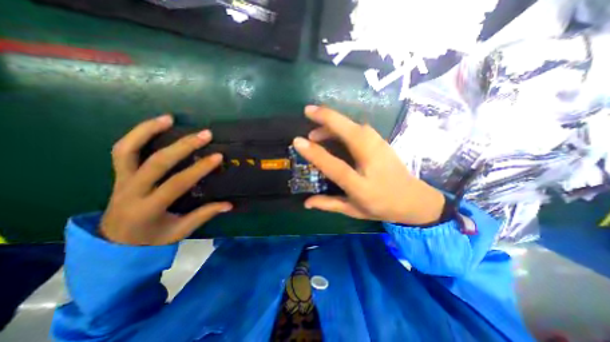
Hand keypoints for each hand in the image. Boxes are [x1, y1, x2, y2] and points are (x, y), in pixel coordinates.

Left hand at [101, 115, 231, 244]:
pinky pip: (123, 150)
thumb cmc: (152, 239)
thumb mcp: (180, 231)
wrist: (115, 244)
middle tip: (205, 134)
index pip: (177, 183)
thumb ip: (204, 215)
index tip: (218, 156)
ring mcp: (121, 180)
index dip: (199, 169)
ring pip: (128, 150)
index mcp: (148, 209)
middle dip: (183, 146)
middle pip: (156, 163)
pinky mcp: (119, 174)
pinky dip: (137, 134)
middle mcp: (131, 191)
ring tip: (170, 118)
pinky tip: (155, 124)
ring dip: (148, 131)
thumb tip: (229, 205)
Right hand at [292, 105, 444, 225]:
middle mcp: (372, 161)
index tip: (297, 141)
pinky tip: (334, 132)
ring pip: (353, 125)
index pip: (335, 165)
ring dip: (333, 122)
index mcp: (362, 185)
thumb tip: (306, 202)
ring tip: (316, 131)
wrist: (414, 199)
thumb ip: (329, 204)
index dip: (315, 153)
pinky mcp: (381, 140)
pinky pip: (358, 127)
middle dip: (326, 117)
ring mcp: (379, 146)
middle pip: (349, 132)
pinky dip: (342, 125)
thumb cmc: (381, 206)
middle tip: (307, 111)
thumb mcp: (353, 210)